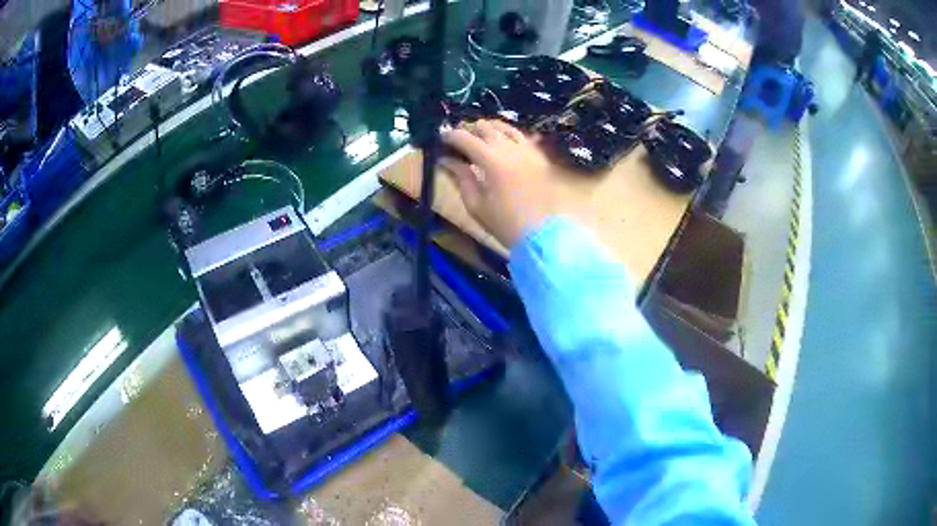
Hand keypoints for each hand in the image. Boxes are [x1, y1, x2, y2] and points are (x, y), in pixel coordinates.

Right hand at [440, 120, 562, 248]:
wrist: (541, 235)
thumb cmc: (504, 223)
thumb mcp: (475, 204)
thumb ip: (461, 177)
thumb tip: (447, 159)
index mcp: (491, 160)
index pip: (465, 138)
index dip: (451, 136)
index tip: (441, 139)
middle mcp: (510, 148)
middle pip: (485, 127)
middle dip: (469, 129)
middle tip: (459, 138)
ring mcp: (527, 150)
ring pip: (505, 127)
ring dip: (489, 128)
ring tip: (479, 135)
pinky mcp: (539, 157)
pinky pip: (523, 137)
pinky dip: (509, 134)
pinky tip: (503, 141)